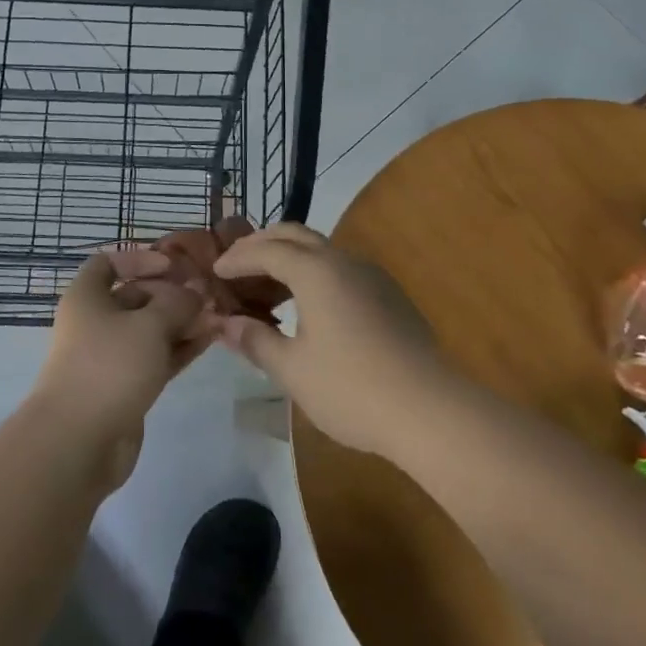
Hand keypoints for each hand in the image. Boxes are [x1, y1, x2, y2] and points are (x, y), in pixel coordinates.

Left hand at [33, 249, 216, 482]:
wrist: (78, 442)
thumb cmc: (109, 366)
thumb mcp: (149, 325)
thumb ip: (177, 303)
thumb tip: (195, 293)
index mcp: (87, 297)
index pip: (109, 263)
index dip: (141, 258)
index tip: (174, 266)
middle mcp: (95, 322)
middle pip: (135, 296)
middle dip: (172, 294)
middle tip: (208, 296)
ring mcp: (109, 357)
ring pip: (149, 330)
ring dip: (181, 322)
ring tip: (218, 317)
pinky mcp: (124, 386)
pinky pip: (155, 357)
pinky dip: (179, 348)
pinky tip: (209, 340)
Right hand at [212, 222, 456, 456]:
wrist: (430, 410)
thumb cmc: (351, 388)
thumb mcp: (293, 369)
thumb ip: (257, 341)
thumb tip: (227, 324)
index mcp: (316, 271)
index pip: (266, 250)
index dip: (237, 258)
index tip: (215, 271)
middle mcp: (344, 261)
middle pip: (295, 235)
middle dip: (262, 244)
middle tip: (237, 264)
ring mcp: (371, 276)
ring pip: (321, 250)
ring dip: (289, 257)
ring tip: (267, 285)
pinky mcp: (389, 295)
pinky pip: (341, 269)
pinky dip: (313, 273)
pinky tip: (308, 305)